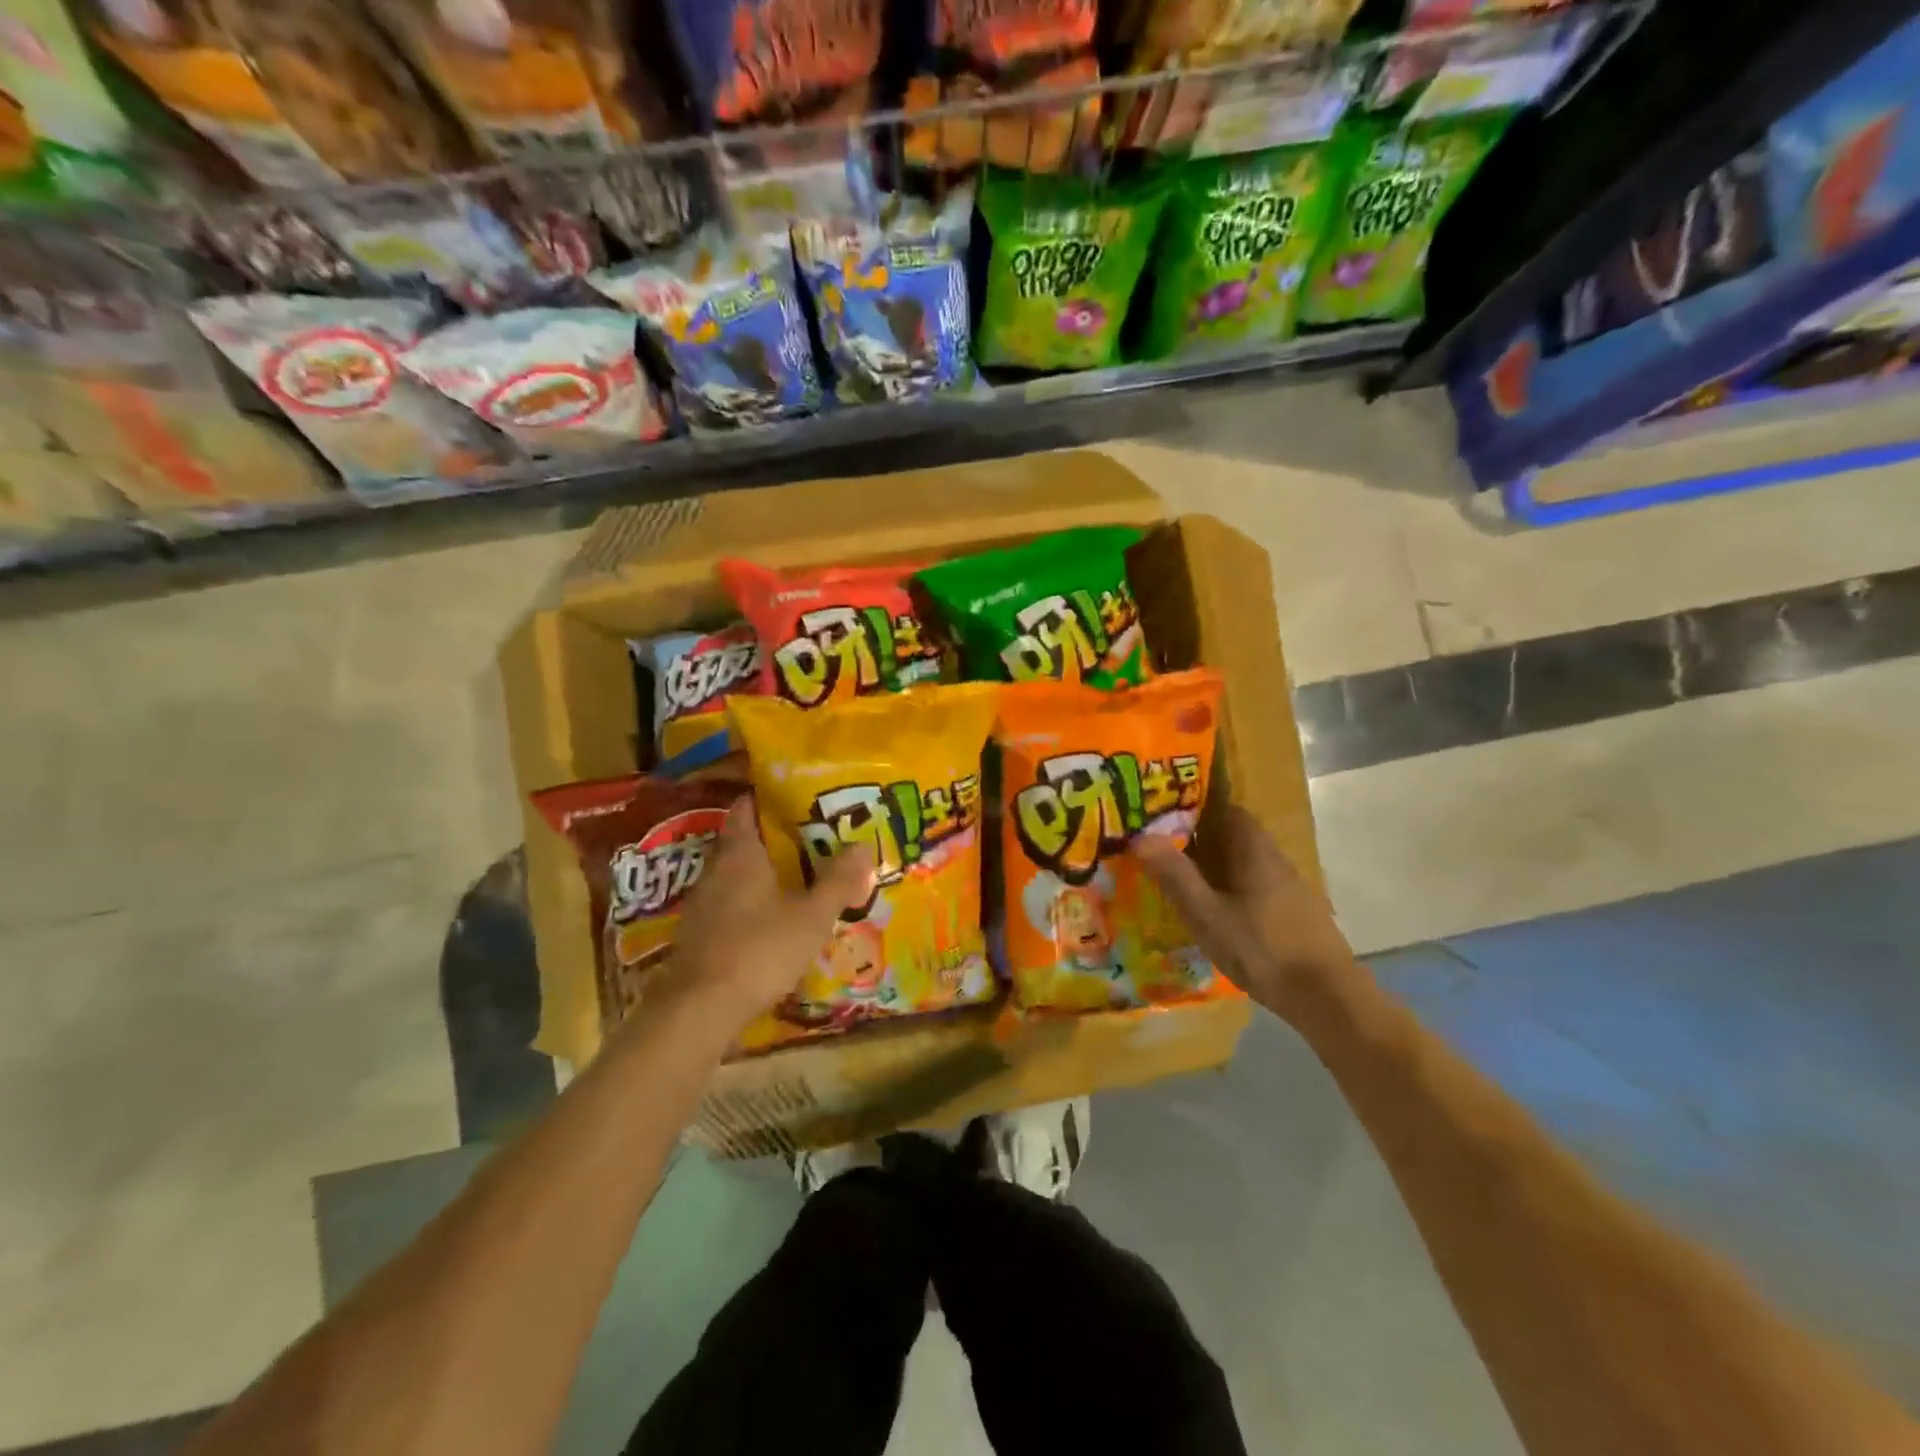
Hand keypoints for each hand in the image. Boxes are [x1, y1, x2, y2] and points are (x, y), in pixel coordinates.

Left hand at [653, 797, 876, 1038]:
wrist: (698, 1009)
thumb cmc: (759, 950)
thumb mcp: (811, 916)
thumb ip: (837, 881)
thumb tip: (863, 844)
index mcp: (740, 854)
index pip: (746, 808)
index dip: (768, 797)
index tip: (797, 797)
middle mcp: (715, 870)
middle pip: (743, 842)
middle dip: (775, 839)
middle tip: (812, 840)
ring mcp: (702, 904)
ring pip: (736, 876)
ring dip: (763, 875)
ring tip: (799, 880)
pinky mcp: (698, 935)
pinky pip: (729, 905)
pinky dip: (751, 905)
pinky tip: (773, 922)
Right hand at [1136, 805, 1355, 1016]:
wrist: (1327, 997)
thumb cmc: (1261, 948)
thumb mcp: (1207, 914)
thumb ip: (1175, 875)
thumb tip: (1140, 836)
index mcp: (1253, 850)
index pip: (1227, 809)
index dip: (1197, 807)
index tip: (1166, 813)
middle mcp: (1275, 860)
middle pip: (1236, 837)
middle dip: (1202, 838)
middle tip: (1164, 848)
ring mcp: (1290, 888)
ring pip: (1246, 864)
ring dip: (1218, 866)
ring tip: (1183, 881)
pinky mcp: (1296, 914)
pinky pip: (1257, 888)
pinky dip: (1234, 890)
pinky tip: (1218, 913)